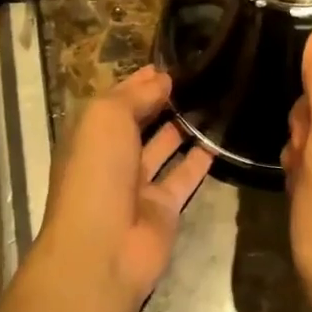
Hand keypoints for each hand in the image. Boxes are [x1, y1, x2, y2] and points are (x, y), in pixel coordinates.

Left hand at [26, 66, 211, 311]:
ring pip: (164, 147)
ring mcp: (138, 185)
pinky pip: (184, 177)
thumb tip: (162, 79)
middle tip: (200, 77)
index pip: (118, 100)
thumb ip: (135, 96)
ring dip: (183, 126)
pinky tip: (219, 138)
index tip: (171, 62)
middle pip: (141, 122)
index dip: (141, 80)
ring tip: (213, 99)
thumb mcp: (107, 119)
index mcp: (91, 134)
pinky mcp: (164, 208)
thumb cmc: (97, 173)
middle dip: (163, 100)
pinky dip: (199, 160)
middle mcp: (113, 157)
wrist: (102, 249)